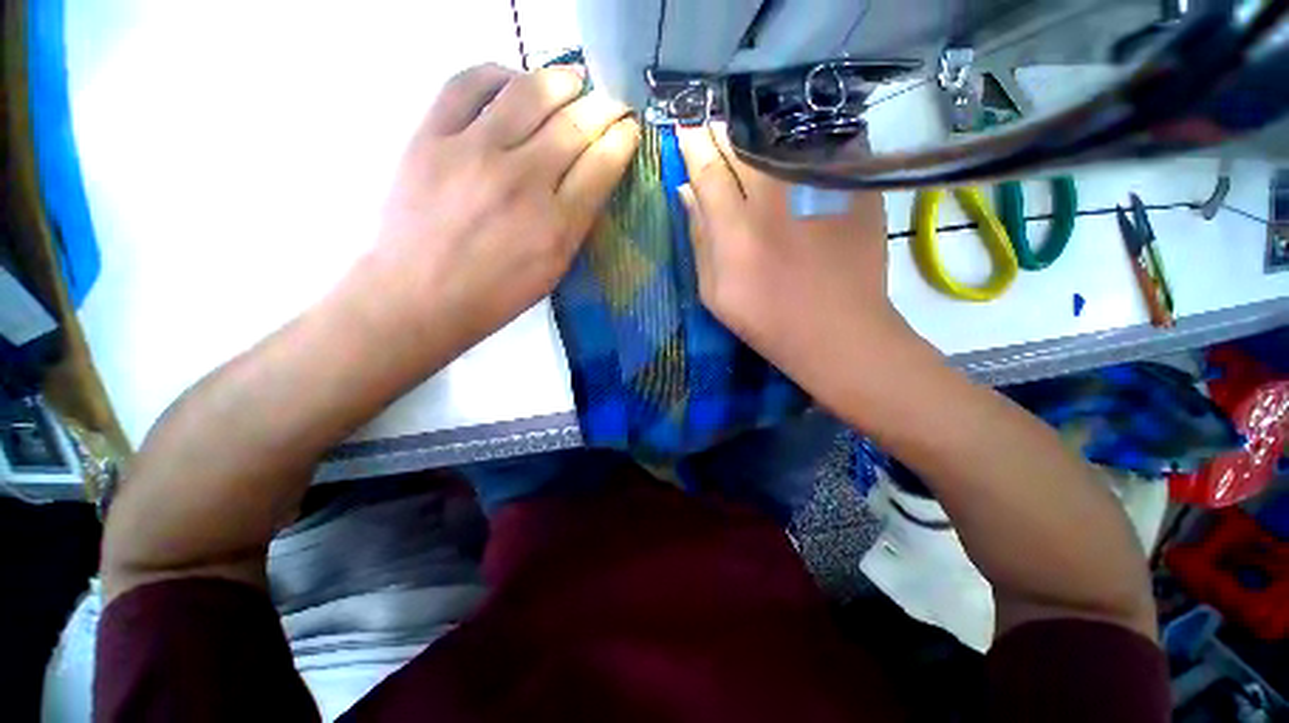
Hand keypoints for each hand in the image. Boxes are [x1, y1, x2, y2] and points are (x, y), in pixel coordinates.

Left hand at [360, 63, 639, 351]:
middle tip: (610, 101)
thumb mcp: (552, 271)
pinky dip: (499, 74)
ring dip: (561, 79)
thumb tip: (590, 178)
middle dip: (603, 106)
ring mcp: (474, 152)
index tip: (629, 128)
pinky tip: (512, 83)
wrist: (417, 298)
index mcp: (557, 225)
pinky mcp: (431, 136)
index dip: (622, 138)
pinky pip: (469, 83)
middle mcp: (523, 181)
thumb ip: (575, 224)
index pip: (603, 164)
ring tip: (571, 81)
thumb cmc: (493, 296)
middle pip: (574, 123)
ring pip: (530, 92)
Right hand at [675, 123, 910, 399]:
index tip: (684, 128)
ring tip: (747, 129)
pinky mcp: (852, 186)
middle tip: (713, 124)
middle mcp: (775, 201)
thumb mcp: (715, 294)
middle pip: (743, 144)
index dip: (692, 144)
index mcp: (736, 233)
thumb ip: (698, 241)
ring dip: (759, 129)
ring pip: (781, 136)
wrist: (838, 331)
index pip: (708, 170)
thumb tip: (686, 194)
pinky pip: (822, 143)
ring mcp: (817, 188)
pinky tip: (792, 142)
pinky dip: (801, 137)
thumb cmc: (768, 321)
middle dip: (722, 129)